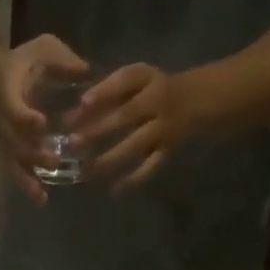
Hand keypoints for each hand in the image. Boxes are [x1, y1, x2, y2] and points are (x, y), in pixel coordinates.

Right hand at [0, 35, 88, 202]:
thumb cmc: (23, 63)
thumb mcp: (42, 49)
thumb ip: (61, 59)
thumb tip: (85, 70)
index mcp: (8, 93)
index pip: (13, 108)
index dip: (25, 117)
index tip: (41, 123)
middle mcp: (3, 122)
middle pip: (14, 143)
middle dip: (32, 154)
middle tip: (53, 161)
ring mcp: (5, 140)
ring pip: (13, 162)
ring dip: (27, 179)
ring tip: (41, 196)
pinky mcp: (10, 153)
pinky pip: (17, 170)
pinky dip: (28, 185)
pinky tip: (42, 200)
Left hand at [74, 63, 196, 188]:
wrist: (195, 100)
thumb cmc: (154, 89)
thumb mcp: (138, 79)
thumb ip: (111, 89)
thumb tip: (79, 108)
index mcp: (148, 79)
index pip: (124, 81)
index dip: (103, 91)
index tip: (82, 103)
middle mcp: (158, 102)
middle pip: (126, 115)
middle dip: (98, 129)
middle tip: (73, 142)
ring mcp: (164, 128)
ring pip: (136, 144)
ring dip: (110, 158)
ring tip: (86, 170)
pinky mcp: (168, 150)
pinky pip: (150, 167)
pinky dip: (134, 180)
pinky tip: (115, 190)